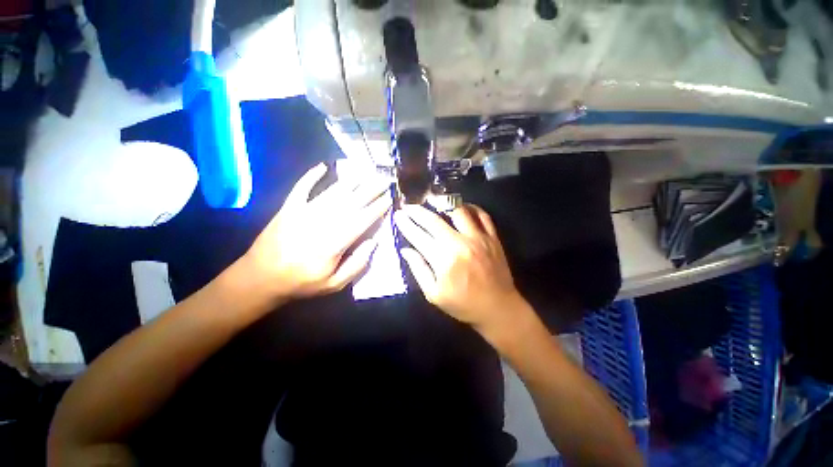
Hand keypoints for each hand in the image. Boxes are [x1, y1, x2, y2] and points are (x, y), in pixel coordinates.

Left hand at [244, 163, 391, 300]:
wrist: (259, 278)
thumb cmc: (301, 283)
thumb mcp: (334, 284)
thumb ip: (356, 264)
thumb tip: (373, 242)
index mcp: (334, 243)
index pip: (362, 220)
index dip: (377, 208)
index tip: (389, 198)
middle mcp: (321, 222)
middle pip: (351, 202)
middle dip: (370, 189)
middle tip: (384, 179)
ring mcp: (303, 212)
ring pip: (332, 192)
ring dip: (351, 180)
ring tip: (366, 171)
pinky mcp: (288, 208)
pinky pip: (301, 187)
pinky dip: (311, 176)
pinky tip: (323, 166)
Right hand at [394, 204, 528, 337]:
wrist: (498, 308)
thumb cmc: (463, 304)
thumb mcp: (434, 294)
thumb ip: (419, 270)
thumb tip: (406, 250)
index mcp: (443, 260)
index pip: (419, 236)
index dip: (406, 224)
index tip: (398, 215)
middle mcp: (460, 244)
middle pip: (434, 220)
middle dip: (418, 211)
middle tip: (409, 206)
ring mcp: (479, 238)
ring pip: (459, 211)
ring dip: (444, 204)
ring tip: (433, 201)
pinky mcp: (493, 238)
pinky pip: (482, 215)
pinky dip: (471, 208)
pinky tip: (463, 207)